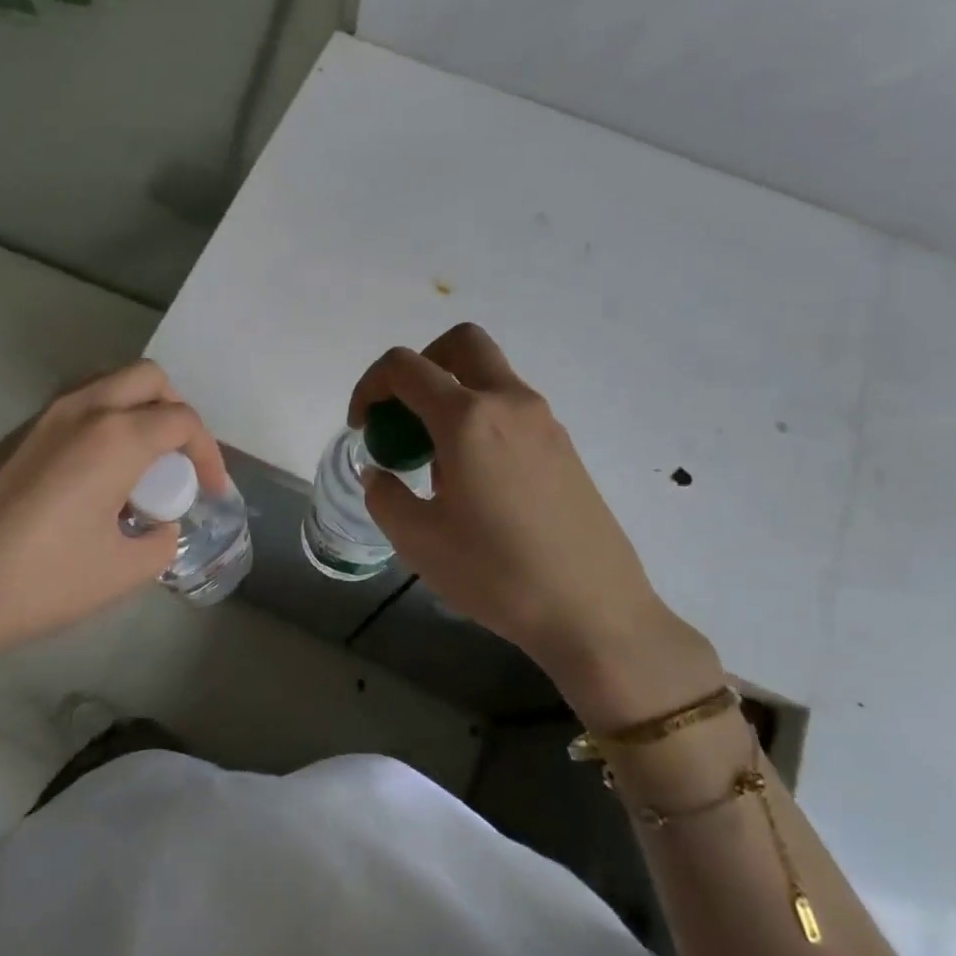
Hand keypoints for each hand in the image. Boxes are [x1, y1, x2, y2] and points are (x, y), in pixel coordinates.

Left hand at [0, 361, 226, 765]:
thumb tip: (161, 528)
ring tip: (138, 466)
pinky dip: (102, 424)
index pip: (182, 421)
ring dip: (136, 411)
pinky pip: (75, 408)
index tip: (212, 491)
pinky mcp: (14, 436)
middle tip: (178, 460)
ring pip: (106, 384)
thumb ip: (160, 542)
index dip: (209, 454)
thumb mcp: (123, 571)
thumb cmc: (42, 579)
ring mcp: (42, 418)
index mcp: (116, 437)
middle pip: (148, 378)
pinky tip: (92, 479)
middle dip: (176, 412)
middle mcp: (82, 410)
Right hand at [350, 323, 722, 730]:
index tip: (362, 427)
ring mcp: (544, 422)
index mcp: (467, 418)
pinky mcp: (564, 446)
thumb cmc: (495, 575)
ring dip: (452, 396)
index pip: (404, 366)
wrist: (593, 611)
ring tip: (438, 464)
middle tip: (404, 416)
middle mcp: (509, 403)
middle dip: (421, 365)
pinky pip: (511, 409)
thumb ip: (384, 495)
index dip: (369, 386)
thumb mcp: (417, 540)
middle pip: (460, 343)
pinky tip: (477, 482)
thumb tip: (379, 472)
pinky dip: (481, 420)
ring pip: (489, 376)